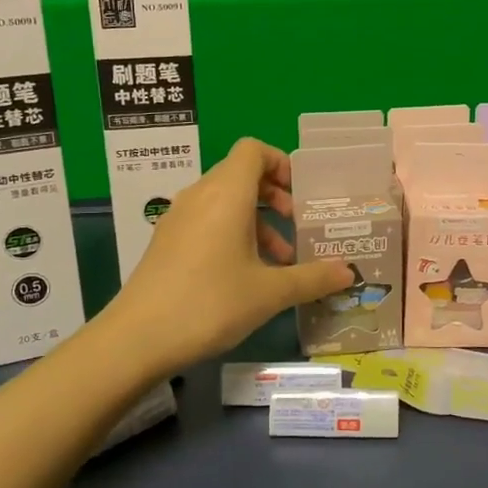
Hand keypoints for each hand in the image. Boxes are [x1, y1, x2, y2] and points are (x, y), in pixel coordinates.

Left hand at [104, 138, 353, 373]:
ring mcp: (178, 218)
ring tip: (280, 261)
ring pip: (224, 201)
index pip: (253, 150)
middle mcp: (200, 196)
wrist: (138, 338)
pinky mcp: (166, 242)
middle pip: (240, 174)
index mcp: (226, 194)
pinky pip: (206, 221)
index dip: (281, 163)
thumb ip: (312, 278)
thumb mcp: (270, 293)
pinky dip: (232, 233)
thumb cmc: (210, 303)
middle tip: (297, 225)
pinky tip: (246, 275)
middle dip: (275, 195)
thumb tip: (349, 272)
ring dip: (256, 220)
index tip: (302, 194)